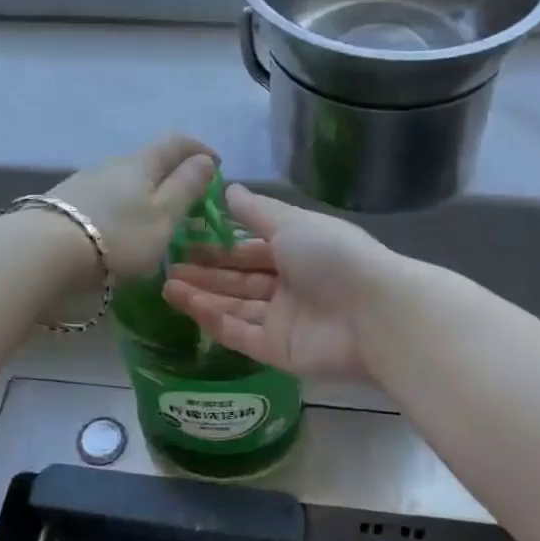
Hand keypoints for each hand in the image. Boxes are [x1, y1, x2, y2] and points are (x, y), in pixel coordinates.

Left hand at [49, 135, 217, 280]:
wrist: (42, 252)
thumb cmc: (116, 236)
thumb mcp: (163, 216)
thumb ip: (186, 187)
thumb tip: (204, 159)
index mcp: (142, 163)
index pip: (176, 142)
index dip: (199, 149)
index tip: (216, 163)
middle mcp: (112, 164)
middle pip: (148, 160)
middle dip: (171, 174)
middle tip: (188, 198)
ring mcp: (84, 182)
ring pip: (124, 181)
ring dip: (144, 193)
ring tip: (153, 220)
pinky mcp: (64, 203)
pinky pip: (104, 198)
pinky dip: (121, 207)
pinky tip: (118, 230)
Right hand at [163, 185, 392, 379]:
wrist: (373, 312)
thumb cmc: (332, 256)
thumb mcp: (292, 223)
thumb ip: (257, 211)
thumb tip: (227, 189)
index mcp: (298, 252)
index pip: (252, 249)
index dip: (220, 246)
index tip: (186, 241)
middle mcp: (290, 286)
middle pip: (240, 280)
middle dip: (206, 273)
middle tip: (168, 266)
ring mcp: (284, 321)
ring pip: (235, 307)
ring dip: (202, 296)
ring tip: (166, 285)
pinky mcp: (278, 351)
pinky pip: (240, 334)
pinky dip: (214, 321)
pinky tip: (186, 306)